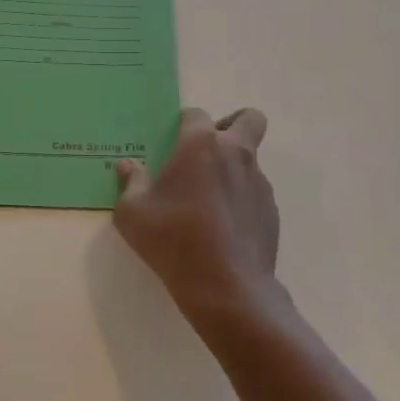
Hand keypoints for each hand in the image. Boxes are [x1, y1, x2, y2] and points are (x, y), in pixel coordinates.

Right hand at [114, 107, 278, 323]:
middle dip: (232, 125)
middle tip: (208, 152)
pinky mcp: (271, 210)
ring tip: (210, 201)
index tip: (172, 143)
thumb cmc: (174, 239)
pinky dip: (242, 199)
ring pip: (251, 158)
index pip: (196, 114)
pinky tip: (224, 228)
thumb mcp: (133, 213)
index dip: (183, 124)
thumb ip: (130, 183)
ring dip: (233, 168)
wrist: (227, 287)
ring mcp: (258, 181)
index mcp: (201, 144)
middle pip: (249, 119)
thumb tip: (128, 166)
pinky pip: (255, 192)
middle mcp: (236, 152)